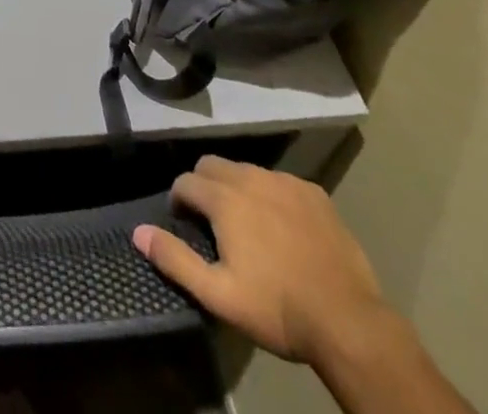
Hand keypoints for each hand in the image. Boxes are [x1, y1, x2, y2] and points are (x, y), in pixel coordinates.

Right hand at [133, 156, 386, 364]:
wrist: (349, 322)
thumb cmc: (278, 309)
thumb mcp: (219, 295)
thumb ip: (175, 259)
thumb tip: (138, 231)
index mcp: (225, 199)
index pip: (185, 181)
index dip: (178, 201)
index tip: (184, 224)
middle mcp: (251, 178)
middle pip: (212, 165)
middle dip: (203, 185)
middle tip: (211, 222)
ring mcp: (285, 182)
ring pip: (246, 170)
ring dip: (236, 188)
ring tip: (246, 224)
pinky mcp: (314, 193)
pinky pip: (280, 182)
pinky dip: (271, 195)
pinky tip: (282, 226)